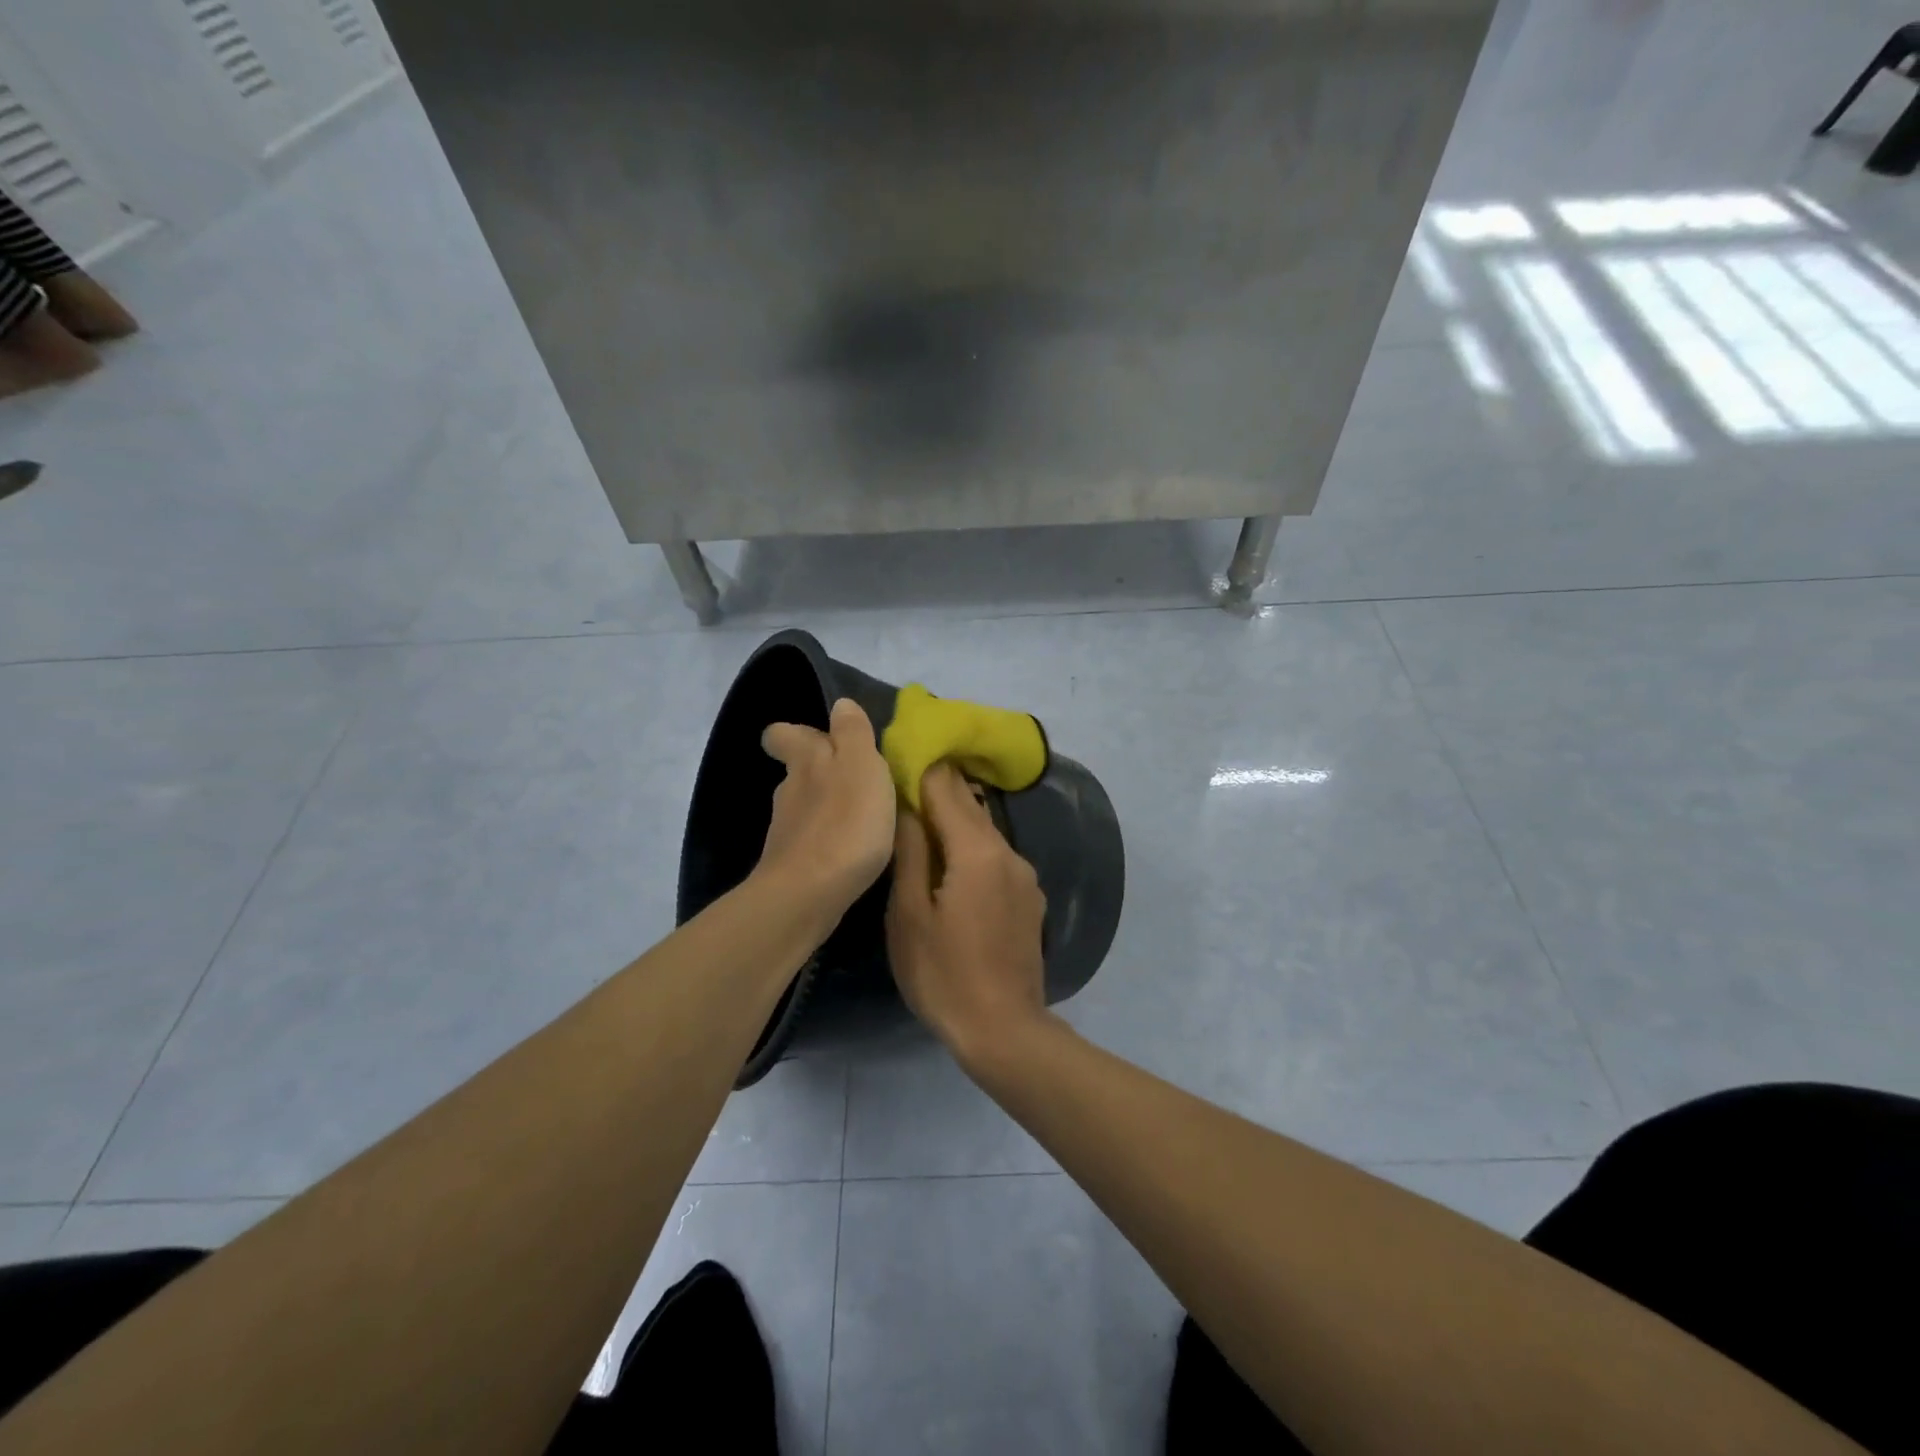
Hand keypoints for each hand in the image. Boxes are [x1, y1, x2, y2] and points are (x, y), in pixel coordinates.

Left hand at [756, 698, 896, 919]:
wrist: (809, 894)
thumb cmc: (844, 822)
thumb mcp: (860, 765)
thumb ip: (853, 732)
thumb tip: (840, 704)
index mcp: (806, 760)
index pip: (783, 734)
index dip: (795, 733)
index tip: (819, 738)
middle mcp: (789, 791)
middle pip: (799, 771)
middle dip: (822, 772)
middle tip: (857, 779)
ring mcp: (787, 831)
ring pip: (807, 807)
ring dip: (830, 808)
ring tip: (863, 818)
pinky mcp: (792, 865)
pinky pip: (813, 841)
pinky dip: (829, 840)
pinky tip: (851, 852)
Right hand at [886, 763, 1048, 1064]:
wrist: (1004, 1030)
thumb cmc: (943, 974)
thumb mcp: (909, 915)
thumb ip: (911, 853)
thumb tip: (904, 806)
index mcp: (977, 851)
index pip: (947, 789)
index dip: (921, 770)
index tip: (897, 759)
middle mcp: (1008, 853)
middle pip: (971, 806)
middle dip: (938, 792)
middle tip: (903, 784)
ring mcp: (1025, 876)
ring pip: (985, 832)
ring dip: (955, 822)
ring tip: (920, 824)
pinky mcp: (1031, 899)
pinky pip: (997, 859)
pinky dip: (972, 850)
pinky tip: (951, 867)